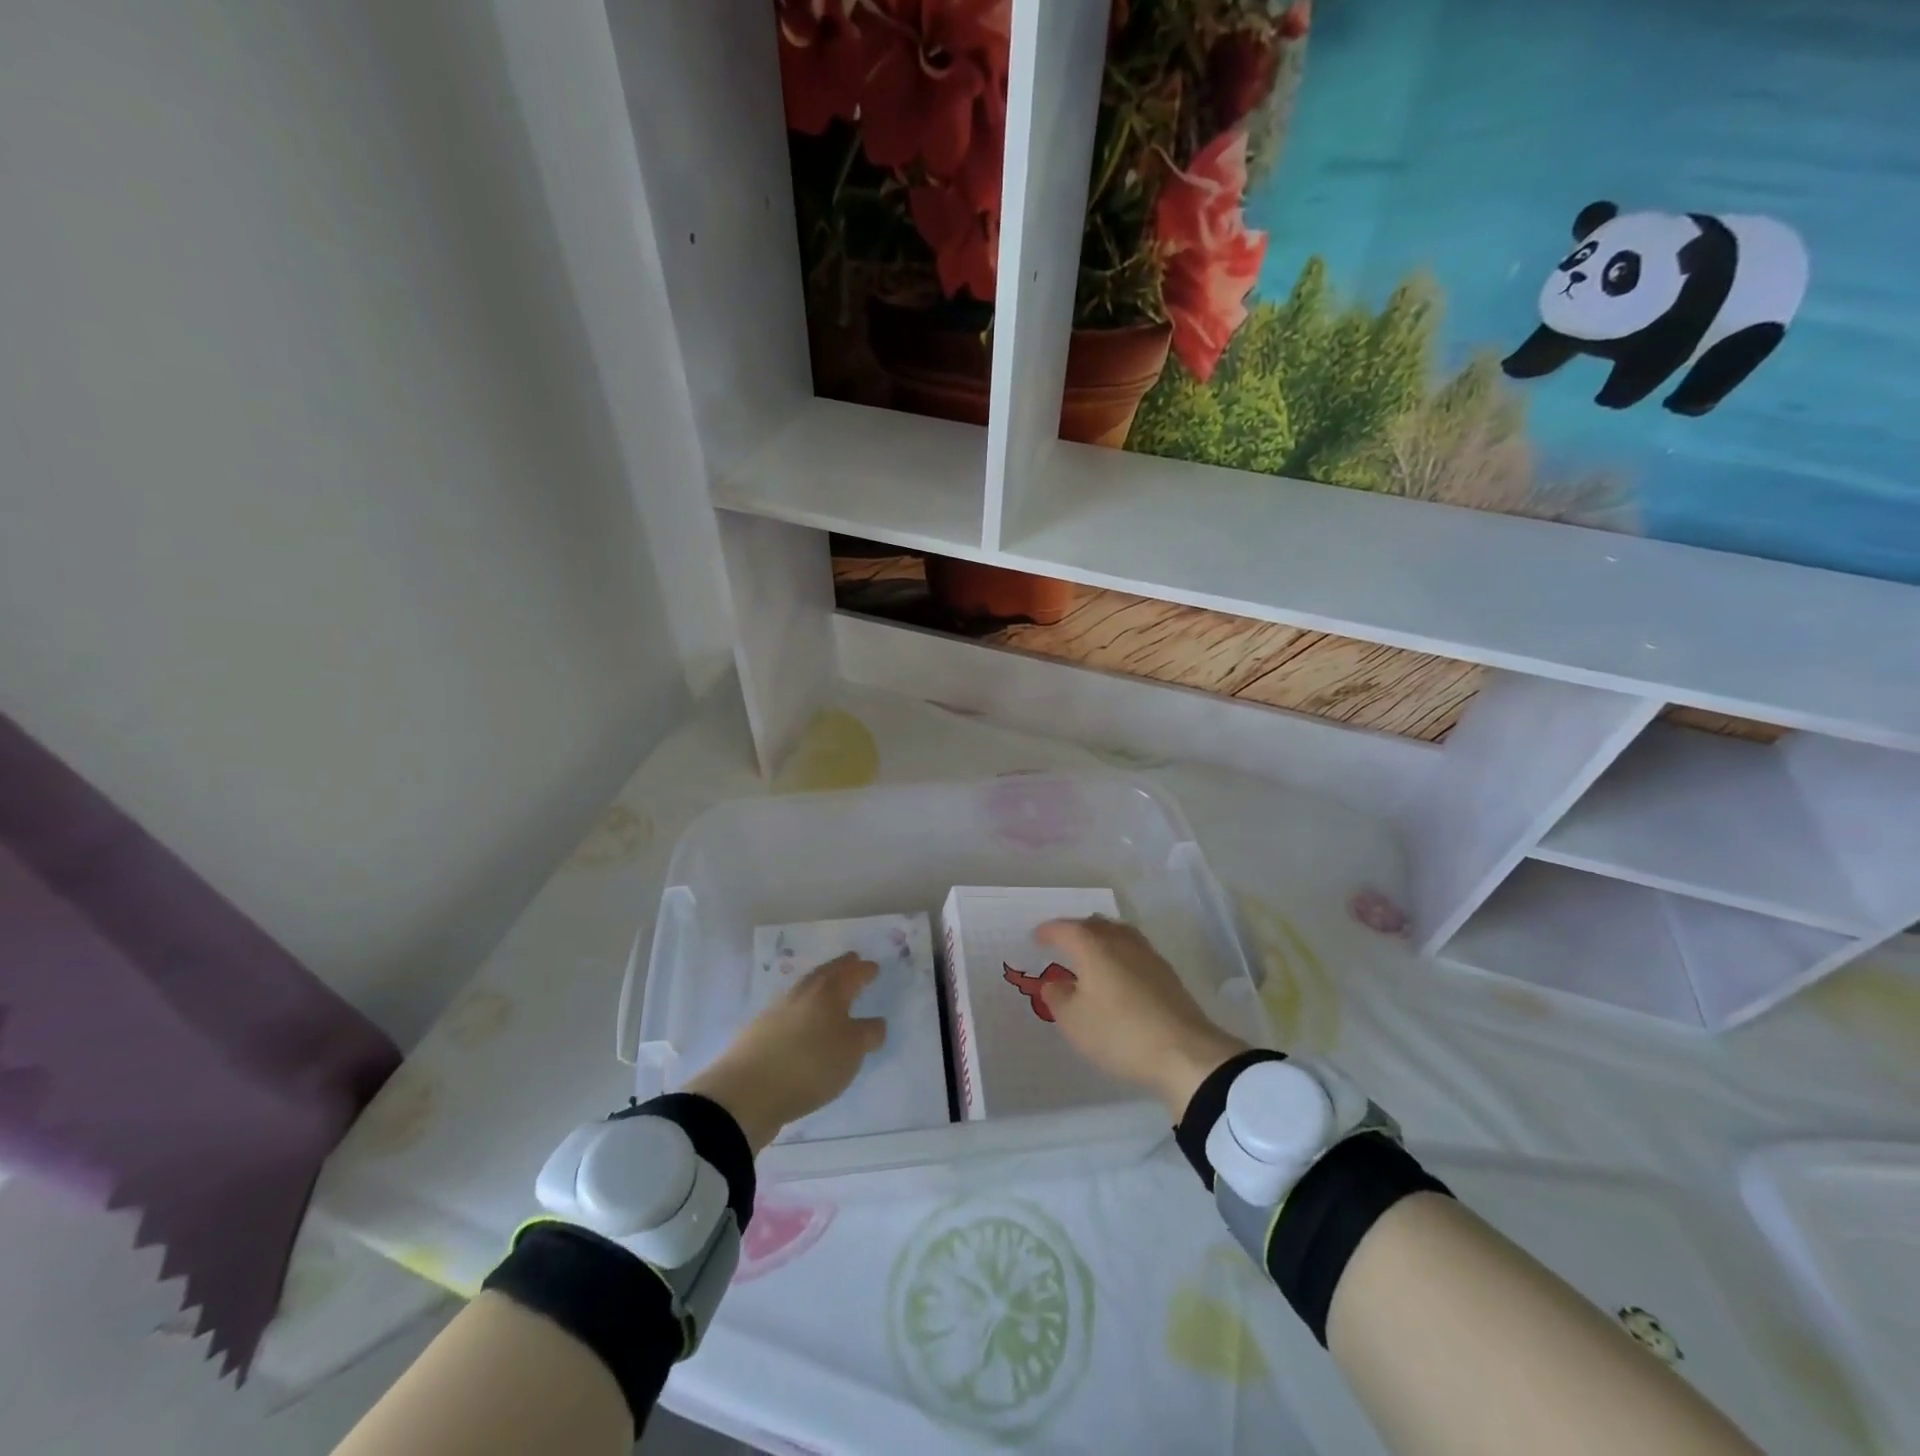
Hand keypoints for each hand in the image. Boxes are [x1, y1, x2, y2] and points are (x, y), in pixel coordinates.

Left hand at [686, 953, 887, 1153]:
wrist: (747, 1091)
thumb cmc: (810, 1064)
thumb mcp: (851, 1052)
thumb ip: (868, 1034)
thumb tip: (876, 1022)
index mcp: (827, 993)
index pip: (850, 974)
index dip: (863, 971)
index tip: (873, 966)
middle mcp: (801, 995)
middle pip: (823, 975)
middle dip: (839, 968)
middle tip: (851, 961)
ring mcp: (775, 1013)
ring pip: (803, 991)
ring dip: (818, 987)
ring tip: (828, 992)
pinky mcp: (759, 1034)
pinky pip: (788, 1013)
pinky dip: (801, 1012)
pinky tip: (802, 1024)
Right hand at [1035, 917, 1247, 1119]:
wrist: (1184, 1052)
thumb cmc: (1119, 1032)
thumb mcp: (1074, 1021)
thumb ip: (1058, 997)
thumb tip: (1055, 983)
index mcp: (1093, 946)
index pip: (1065, 929)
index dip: (1048, 932)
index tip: (1037, 937)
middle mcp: (1120, 941)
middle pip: (1095, 925)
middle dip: (1076, 930)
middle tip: (1063, 943)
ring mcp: (1147, 955)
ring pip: (1118, 934)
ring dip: (1101, 939)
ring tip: (1091, 954)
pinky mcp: (1166, 973)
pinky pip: (1134, 952)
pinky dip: (1120, 955)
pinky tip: (1119, 974)